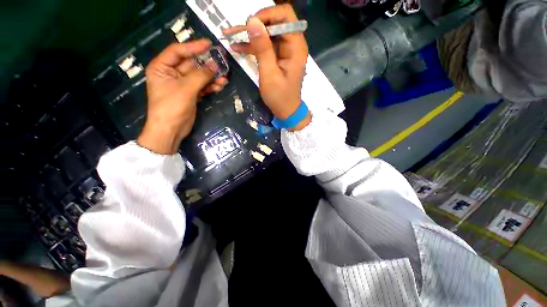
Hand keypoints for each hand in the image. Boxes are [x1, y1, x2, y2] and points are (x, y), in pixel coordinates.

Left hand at [137, 40, 227, 153]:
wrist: (171, 130)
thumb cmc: (172, 107)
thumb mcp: (185, 89)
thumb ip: (201, 76)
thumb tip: (214, 65)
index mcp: (162, 67)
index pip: (178, 51)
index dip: (193, 47)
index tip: (209, 44)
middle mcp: (171, 74)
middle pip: (191, 64)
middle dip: (206, 64)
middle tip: (222, 61)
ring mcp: (182, 85)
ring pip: (199, 76)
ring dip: (211, 77)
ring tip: (224, 76)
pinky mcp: (190, 95)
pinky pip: (202, 87)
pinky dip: (210, 86)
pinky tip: (220, 85)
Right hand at [223, 4, 310, 130]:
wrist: (286, 111)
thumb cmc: (280, 97)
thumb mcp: (270, 75)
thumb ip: (262, 48)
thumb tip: (253, 21)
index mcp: (295, 47)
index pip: (285, 16)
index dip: (267, 15)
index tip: (251, 25)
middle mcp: (292, 45)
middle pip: (275, 22)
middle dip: (255, 25)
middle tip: (237, 32)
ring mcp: (285, 51)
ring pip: (267, 34)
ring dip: (250, 35)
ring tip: (230, 36)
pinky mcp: (278, 58)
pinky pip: (265, 46)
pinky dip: (252, 46)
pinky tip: (237, 47)